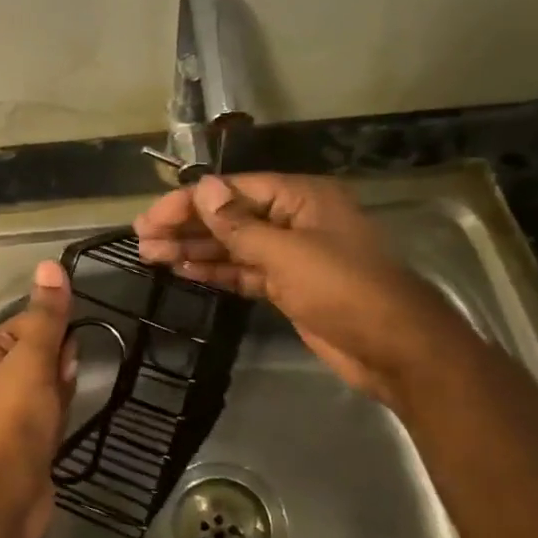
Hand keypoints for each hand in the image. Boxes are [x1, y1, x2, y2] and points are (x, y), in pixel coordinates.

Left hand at [0, 259, 75, 537]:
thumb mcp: (32, 360)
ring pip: (48, 381)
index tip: (64, 354)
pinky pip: (50, 409)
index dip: (55, 333)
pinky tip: (61, 425)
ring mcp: (9, 407)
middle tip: (60, 385)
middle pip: (42, 350)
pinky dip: (60, 412)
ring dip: (62, 389)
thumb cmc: (14, 422)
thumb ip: (46, 315)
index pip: (31, 321)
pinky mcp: (25, 435)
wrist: (4, 498)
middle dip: (60, 363)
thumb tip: (51, 264)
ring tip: (60, 408)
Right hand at [133, 174, 450, 406]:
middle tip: (142, 238)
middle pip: (230, 217)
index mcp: (301, 198)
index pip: (234, 191)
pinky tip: (184, 271)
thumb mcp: (288, 254)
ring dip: (195, 250)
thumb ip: (239, 224)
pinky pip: (245, 272)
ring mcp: (292, 255)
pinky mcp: (288, 287)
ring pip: (234, 247)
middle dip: (187, 226)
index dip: (190, 202)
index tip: (152, 216)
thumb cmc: (345, 290)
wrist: (395, 350)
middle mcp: (294, 220)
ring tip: (151, 255)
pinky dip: (216, 271)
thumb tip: (202, 187)